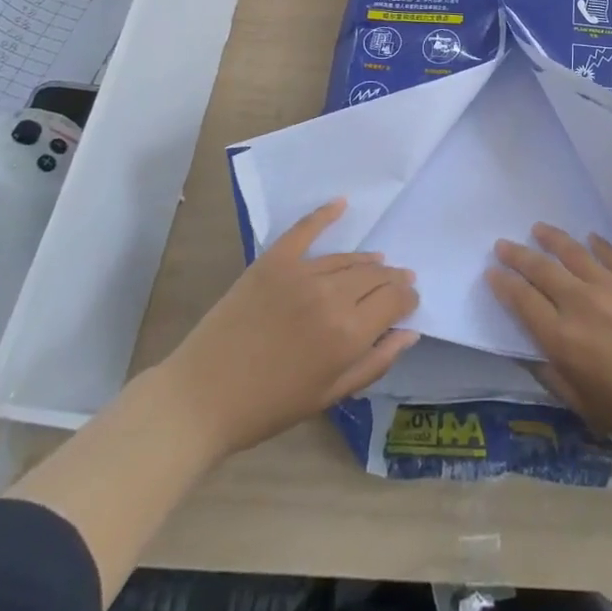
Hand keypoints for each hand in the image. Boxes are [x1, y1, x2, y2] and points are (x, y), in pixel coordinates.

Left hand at [165, 199, 418, 456]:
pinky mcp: (274, 261)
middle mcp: (331, 296)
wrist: (201, 398)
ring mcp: (301, 273)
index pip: (394, 300)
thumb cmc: (268, 407)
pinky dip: (325, 214)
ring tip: (378, 264)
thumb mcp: (328, 396)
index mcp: (348, 334)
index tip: (410, 301)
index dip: (408, 298)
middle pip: (375, 276)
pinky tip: (342, 203)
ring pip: (348, 258)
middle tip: (399, 282)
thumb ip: (375, 363)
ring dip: (368, 261)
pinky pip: (306, 230)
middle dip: (393, 279)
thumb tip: (409, 333)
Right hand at [487, 223, 611, 459]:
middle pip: (540, 269)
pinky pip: (609, 252)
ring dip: (551, 238)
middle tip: (503, 244)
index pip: (522, 301)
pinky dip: (595, 243)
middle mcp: (579, 303)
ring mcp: (609, 285)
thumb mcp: (585, 407)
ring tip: (538, 228)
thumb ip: (553, 377)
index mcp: (562, 338)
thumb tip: (528, 352)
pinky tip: (589, 238)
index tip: (491, 272)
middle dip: (517, 255)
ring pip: (571, 251)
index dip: (503, 285)